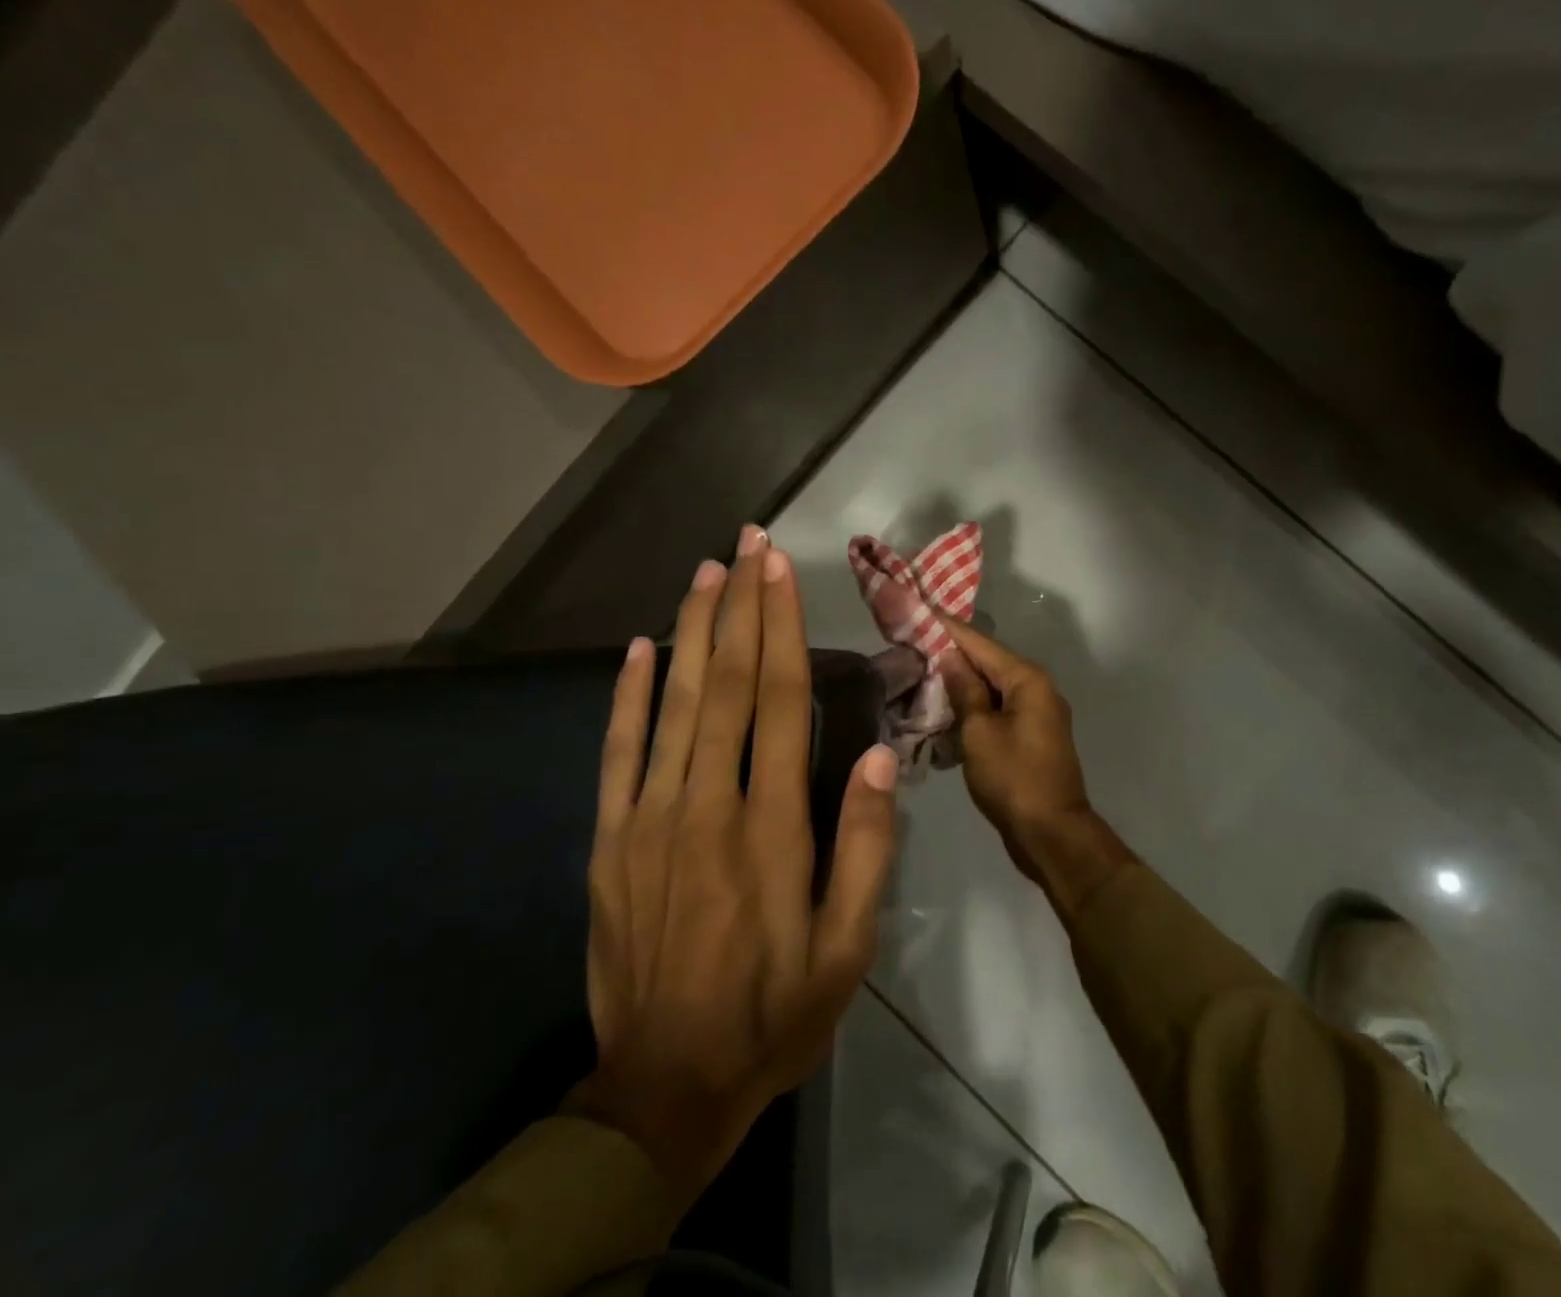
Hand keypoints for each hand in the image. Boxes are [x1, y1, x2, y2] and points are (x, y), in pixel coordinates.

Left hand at [570, 529, 898, 1194]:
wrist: (664, 1088)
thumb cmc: (774, 1013)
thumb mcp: (847, 948)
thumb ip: (865, 847)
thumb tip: (877, 754)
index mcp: (770, 827)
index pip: (779, 700)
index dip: (780, 628)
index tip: (780, 571)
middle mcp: (707, 805)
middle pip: (725, 684)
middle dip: (739, 606)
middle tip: (747, 545)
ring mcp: (648, 819)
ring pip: (672, 704)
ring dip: (690, 631)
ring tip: (705, 573)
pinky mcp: (610, 841)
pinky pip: (618, 752)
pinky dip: (627, 696)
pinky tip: (639, 650)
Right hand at [941, 618, 1132, 916]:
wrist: (1051, 834)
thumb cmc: (1013, 779)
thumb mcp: (979, 732)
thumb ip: (965, 690)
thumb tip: (950, 657)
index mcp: (1027, 679)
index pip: (979, 642)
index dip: (946, 627)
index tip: (917, 608)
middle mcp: (1036, 688)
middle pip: (987, 661)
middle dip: (950, 652)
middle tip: (910, 641)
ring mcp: (1036, 712)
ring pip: (991, 686)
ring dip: (959, 681)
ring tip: (919, 671)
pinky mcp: (1030, 735)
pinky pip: (997, 708)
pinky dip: (972, 705)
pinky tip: (943, 708)